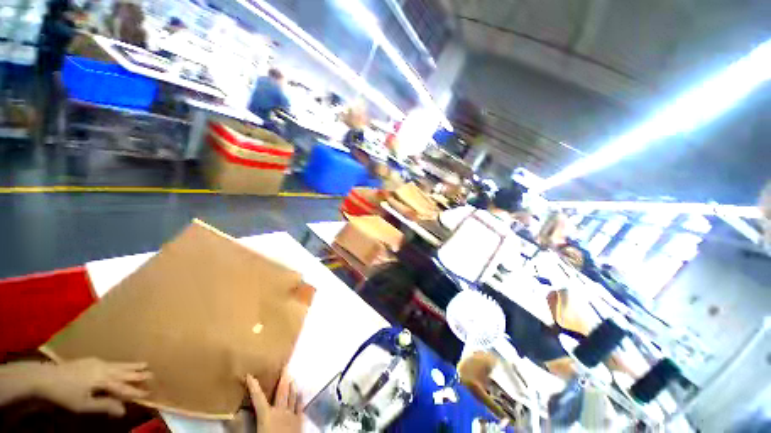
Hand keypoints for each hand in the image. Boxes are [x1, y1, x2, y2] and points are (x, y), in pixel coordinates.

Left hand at [36, 358, 151, 416]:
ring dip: (132, 366)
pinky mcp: (91, 360)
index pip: (123, 387)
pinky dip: (121, 364)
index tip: (148, 394)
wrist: (46, 377)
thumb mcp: (83, 405)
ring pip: (119, 365)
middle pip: (124, 372)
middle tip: (152, 374)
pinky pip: (111, 362)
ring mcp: (97, 363)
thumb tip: (124, 410)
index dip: (135, 391)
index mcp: (103, 380)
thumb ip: (104, 406)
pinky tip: (120, 364)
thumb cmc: (66, 394)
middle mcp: (103, 369)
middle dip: (138, 374)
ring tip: (145, 364)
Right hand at [247, 371, 302, 432]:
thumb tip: (232, 417)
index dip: (253, 385)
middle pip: (281, 391)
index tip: (249, 374)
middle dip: (283, 378)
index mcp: (266, 415)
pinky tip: (300, 394)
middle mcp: (280, 411)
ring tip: (292, 377)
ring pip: (292, 396)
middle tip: (285, 365)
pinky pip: (300, 406)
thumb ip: (241, 428)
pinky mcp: (300, 421)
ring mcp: (292, 415)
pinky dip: (299, 398)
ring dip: (292, 386)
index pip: (258, 397)